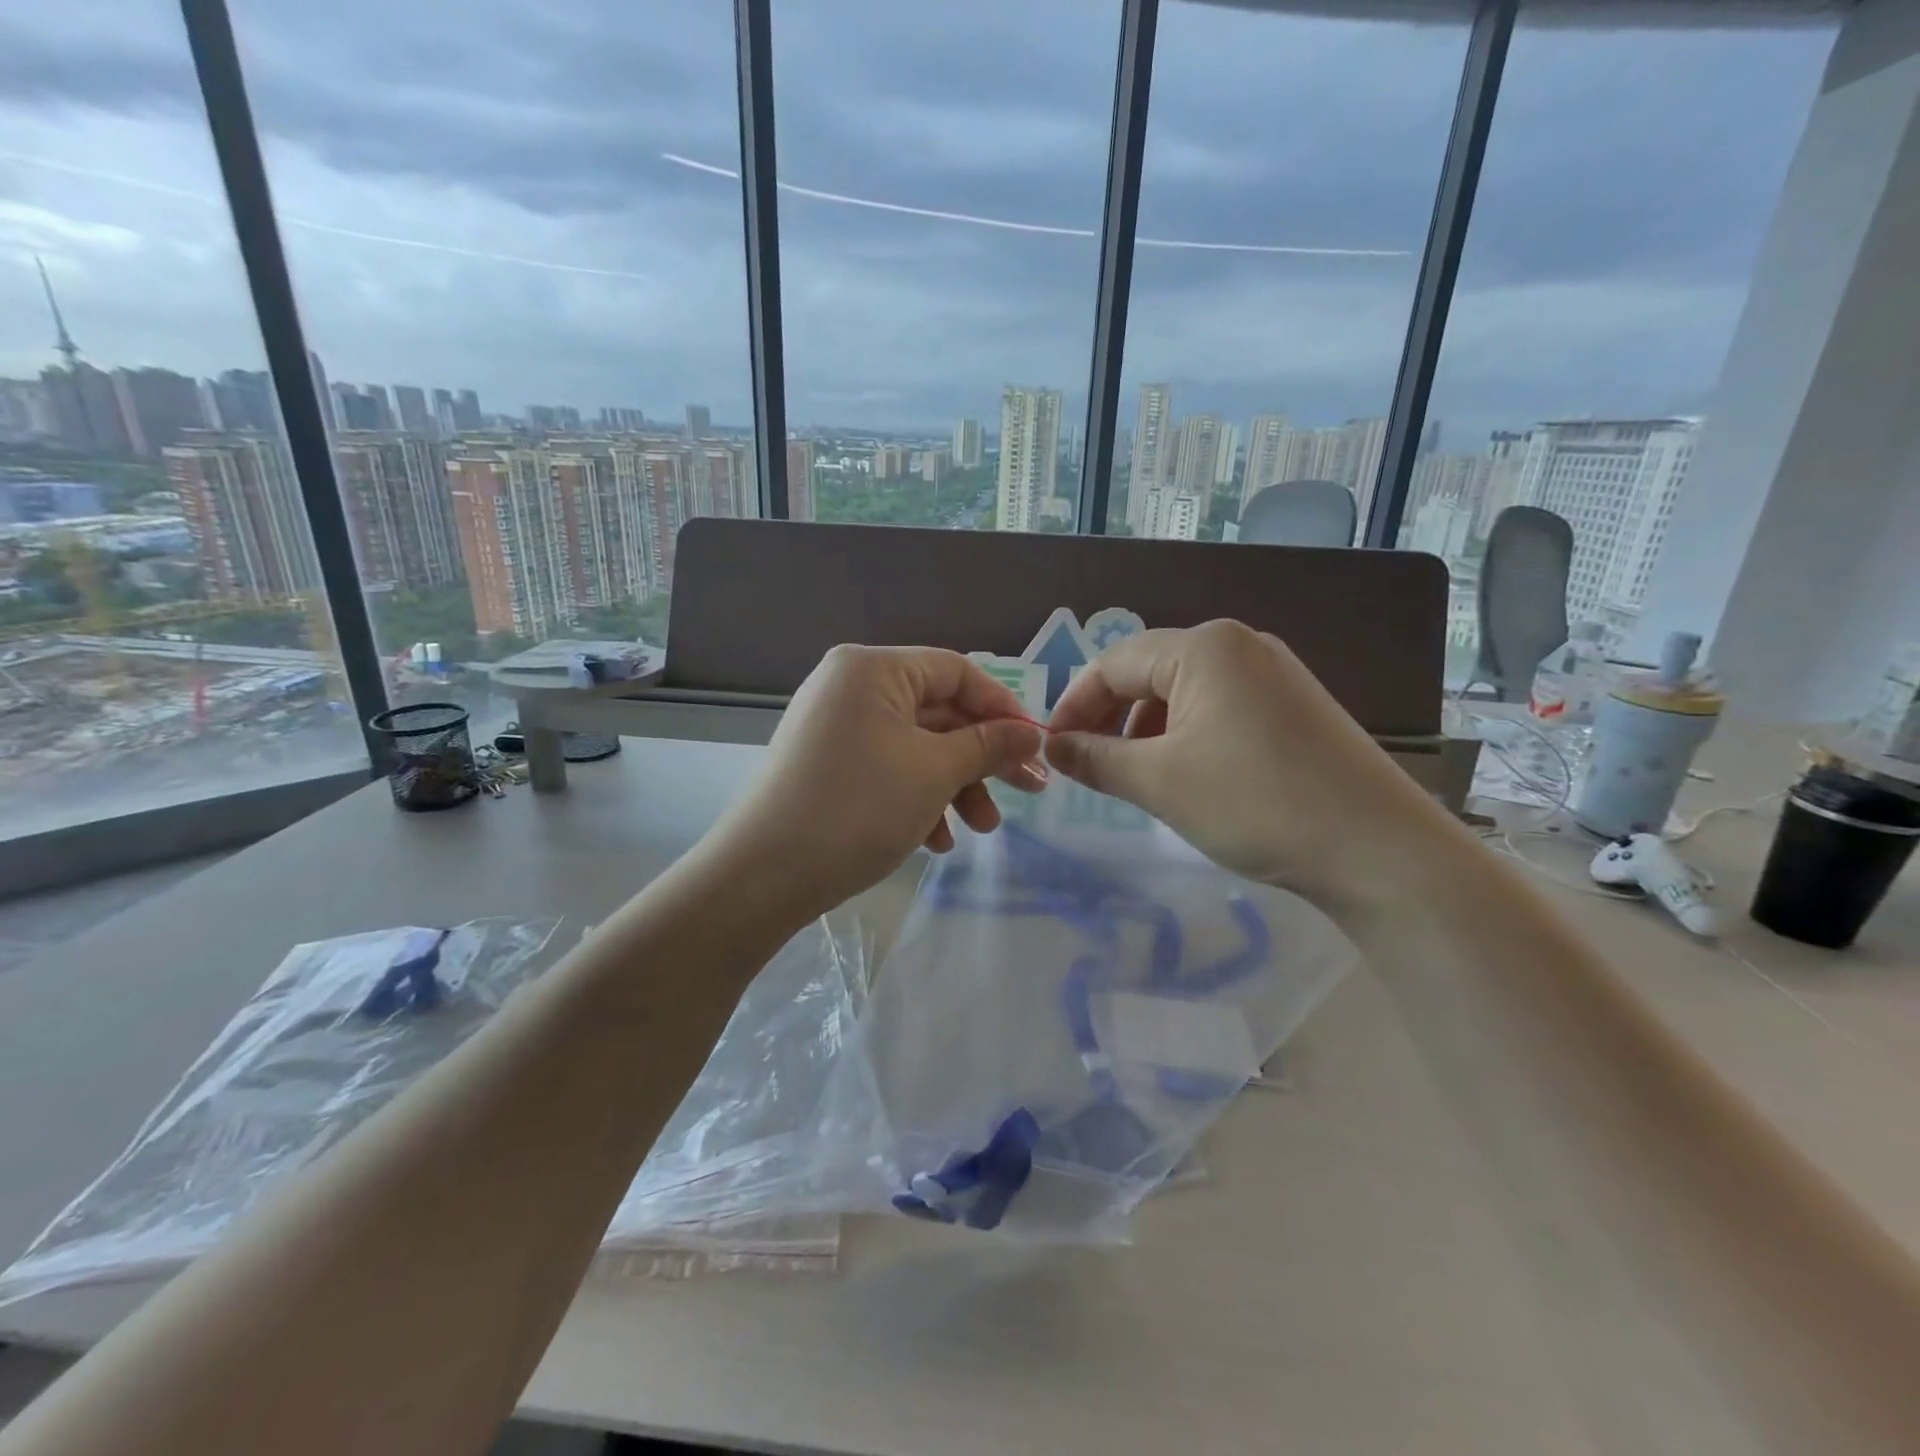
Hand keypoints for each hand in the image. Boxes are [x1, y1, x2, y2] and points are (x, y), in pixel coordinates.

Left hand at [700, 645, 1045, 924]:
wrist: (764, 875)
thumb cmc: (859, 807)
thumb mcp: (935, 772)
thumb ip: (989, 745)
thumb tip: (1032, 734)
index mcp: (873, 669)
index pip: (956, 671)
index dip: (1002, 708)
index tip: (1035, 747)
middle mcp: (850, 686)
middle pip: (937, 712)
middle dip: (982, 758)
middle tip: (1026, 792)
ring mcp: (835, 726)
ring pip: (915, 746)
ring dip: (954, 785)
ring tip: (980, 830)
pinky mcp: (827, 764)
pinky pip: (886, 767)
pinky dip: (917, 797)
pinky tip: (935, 840)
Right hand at [1044, 620, 1455, 916]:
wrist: (1378, 849)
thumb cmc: (1255, 802)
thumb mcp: (1159, 781)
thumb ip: (1095, 759)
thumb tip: (1052, 747)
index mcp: (1203, 647)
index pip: (1113, 663)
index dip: (1074, 705)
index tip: (1052, 750)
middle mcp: (1239, 644)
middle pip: (1149, 672)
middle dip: (1111, 718)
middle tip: (1089, 766)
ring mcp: (1274, 673)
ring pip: (1184, 692)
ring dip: (1147, 730)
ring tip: (1138, 777)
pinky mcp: (1295, 705)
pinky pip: (1220, 707)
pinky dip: (1188, 736)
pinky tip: (1189, 775)